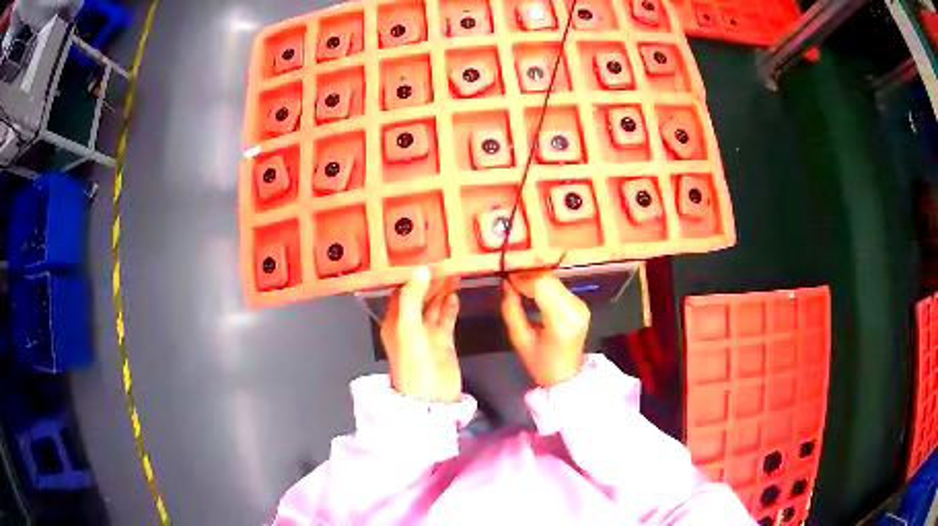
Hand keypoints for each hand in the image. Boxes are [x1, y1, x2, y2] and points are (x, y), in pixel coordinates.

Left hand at [381, 267, 461, 402]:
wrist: (431, 398)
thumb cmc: (413, 364)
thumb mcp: (408, 329)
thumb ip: (412, 298)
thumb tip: (422, 269)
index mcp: (394, 321)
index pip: (402, 291)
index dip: (413, 276)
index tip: (426, 258)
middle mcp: (409, 325)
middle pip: (420, 296)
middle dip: (432, 281)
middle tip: (447, 263)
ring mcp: (427, 334)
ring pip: (435, 305)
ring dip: (443, 290)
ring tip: (455, 273)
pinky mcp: (444, 341)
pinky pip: (446, 318)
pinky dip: (450, 307)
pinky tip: (456, 295)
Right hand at [501, 270, 590, 386]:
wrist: (567, 376)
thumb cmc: (541, 364)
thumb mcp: (520, 340)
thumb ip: (512, 311)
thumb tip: (506, 285)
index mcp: (562, 321)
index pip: (542, 285)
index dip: (522, 277)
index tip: (506, 278)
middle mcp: (575, 308)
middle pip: (549, 278)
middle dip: (527, 275)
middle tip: (509, 279)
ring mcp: (580, 304)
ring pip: (554, 279)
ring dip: (534, 278)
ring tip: (517, 284)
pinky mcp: (580, 303)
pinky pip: (558, 285)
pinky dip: (543, 284)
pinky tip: (531, 289)